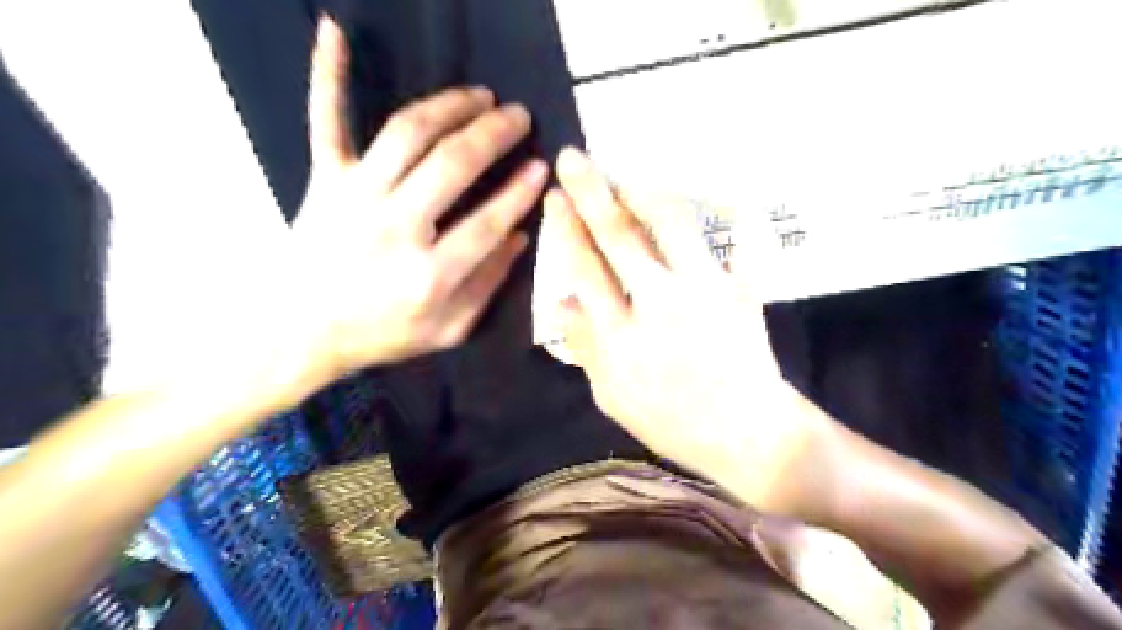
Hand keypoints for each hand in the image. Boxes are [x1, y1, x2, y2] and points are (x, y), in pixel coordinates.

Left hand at [294, 19, 547, 378]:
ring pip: (408, 133)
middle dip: (494, 134)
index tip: (542, 166)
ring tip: (480, 95)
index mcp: (429, 274)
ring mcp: (355, 197)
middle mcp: (395, 227)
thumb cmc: (382, 335)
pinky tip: (333, 30)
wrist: (301, 333)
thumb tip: (519, 236)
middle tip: (519, 116)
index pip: (489, 220)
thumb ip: (488, 284)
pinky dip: (329, 75)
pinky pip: (326, 120)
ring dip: (450, 106)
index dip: (521, 190)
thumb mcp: (449, 329)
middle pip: (453, 164)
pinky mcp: (324, 181)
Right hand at [549, 147, 821, 511]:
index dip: (566, 228)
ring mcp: (704, 292)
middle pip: (617, 236)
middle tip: (573, 158)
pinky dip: (737, 215)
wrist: (746, 435)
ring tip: (628, 174)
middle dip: (590, 191)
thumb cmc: (671, 422)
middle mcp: (658, 303)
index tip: (554, 197)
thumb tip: (559, 303)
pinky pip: (743, 243)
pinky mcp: (742, 291)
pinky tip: (727, 193)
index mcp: (620, 335)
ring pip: (672, 226)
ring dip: (645, 192)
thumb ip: (585, 348)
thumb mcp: (612, 396)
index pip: (584, 268)